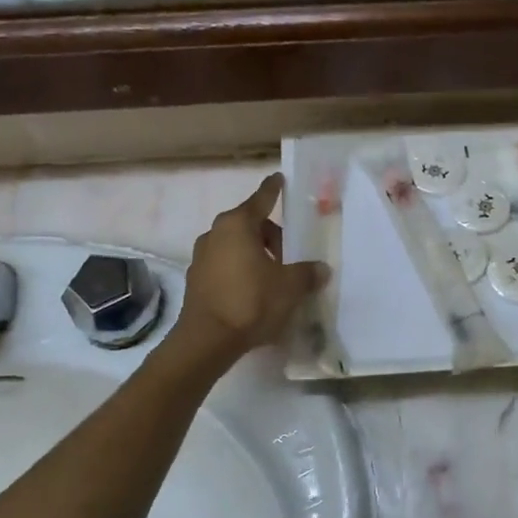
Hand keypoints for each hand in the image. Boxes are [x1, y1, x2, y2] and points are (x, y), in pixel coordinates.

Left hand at [169, 174, 326, 365]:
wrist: (207, 339)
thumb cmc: (251, 301)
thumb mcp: (289, 287)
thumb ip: (307, 273)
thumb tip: (321, 269)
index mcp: (237, 225)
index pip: (261, 200)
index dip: (273, 190)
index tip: (279, 178)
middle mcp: (215, 234)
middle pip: (249, 225)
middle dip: (271, 236)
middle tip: (290, 256)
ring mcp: (201, 257)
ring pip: (235, 246)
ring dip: (255, 255)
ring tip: (274, 277)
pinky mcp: (196, 280)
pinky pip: (225, 266)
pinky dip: (240, 271)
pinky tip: (254, 292)